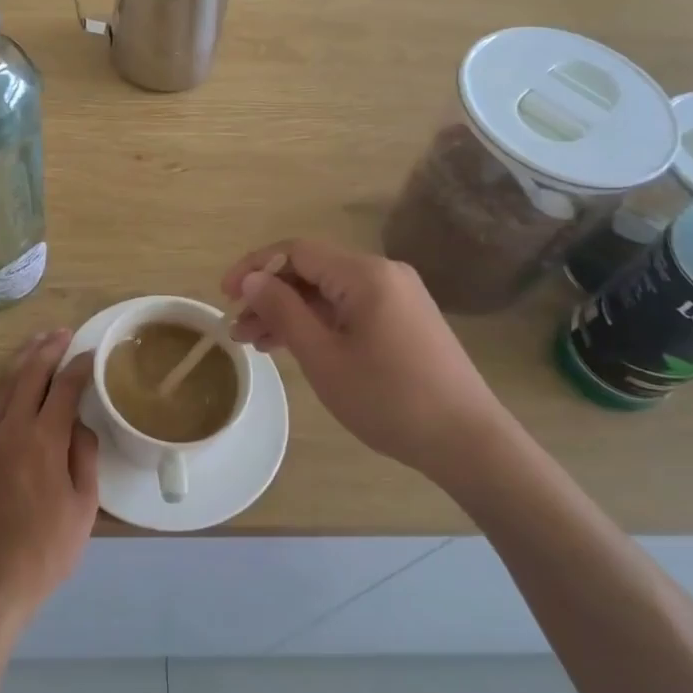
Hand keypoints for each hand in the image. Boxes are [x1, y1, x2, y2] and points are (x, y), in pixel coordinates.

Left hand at [0, 332, 99, 622]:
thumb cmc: (46, 548)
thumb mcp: (83, 506)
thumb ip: (84, 457)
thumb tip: (80, 426)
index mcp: (44, 439)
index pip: (64, 387)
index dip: (80, 366)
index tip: (92, 354)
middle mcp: (12, 429)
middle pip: (29, 374)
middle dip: (47, 348)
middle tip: (63, 332)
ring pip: (5, 386)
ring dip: (23, 360)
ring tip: (38, 343)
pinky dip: (7, 386)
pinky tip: (14, 385)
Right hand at [223, 239, 510, 475]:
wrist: (468, 442)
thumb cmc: (388, 399)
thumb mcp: (323, 356)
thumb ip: (283, 311)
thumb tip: (252, 279)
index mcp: (364, 274)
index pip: (296, 251)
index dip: (255, 268)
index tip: (224, 296)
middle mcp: (383, 273)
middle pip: (312, 270)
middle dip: (270, 295)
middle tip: (238, 329)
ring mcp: (398, 296)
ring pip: (329, 292)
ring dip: (291, 312)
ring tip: (257, 343)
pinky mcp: (405, 319)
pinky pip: (350, 308)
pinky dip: (319, 322)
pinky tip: (294, 346)